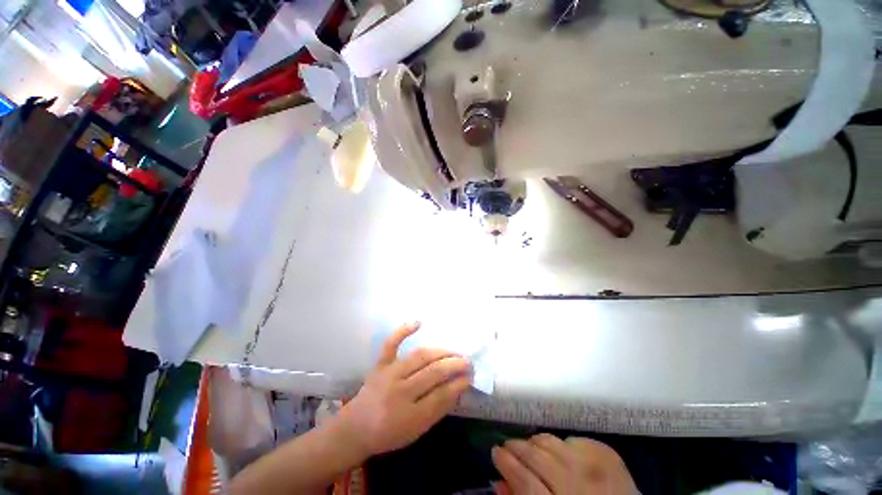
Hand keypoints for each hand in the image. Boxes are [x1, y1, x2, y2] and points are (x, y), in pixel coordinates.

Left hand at [338, 323, 471, 457]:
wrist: (355, 428)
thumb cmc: (389, 433)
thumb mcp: (417, 430)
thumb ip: (438, 409)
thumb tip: (459, 386)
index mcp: (410, 416)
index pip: (442, 395)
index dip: (459, 384)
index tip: (471, 376)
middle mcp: (399, 392)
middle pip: (433, 373)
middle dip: (455, 365)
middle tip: (468, 361)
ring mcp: (389, 374)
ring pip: (420, 357)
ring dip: (441, 352)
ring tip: (455, 351)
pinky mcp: (380, 364)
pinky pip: (391, 344)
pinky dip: (404, 331)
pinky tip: (418, 322)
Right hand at [492, 434, 637, 494]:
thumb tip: (499, 481)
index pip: (525, 482)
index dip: (506, 464)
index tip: (495, 452)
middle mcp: (579, 486)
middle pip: (537, 458)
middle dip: (516, 448)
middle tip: (507, 446)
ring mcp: (596, 467)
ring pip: (553, 442)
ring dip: (536, 442)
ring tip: (529, 446)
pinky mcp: (608, 455)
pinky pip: (575, 439)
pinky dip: (563, 443)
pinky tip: (559, 450)